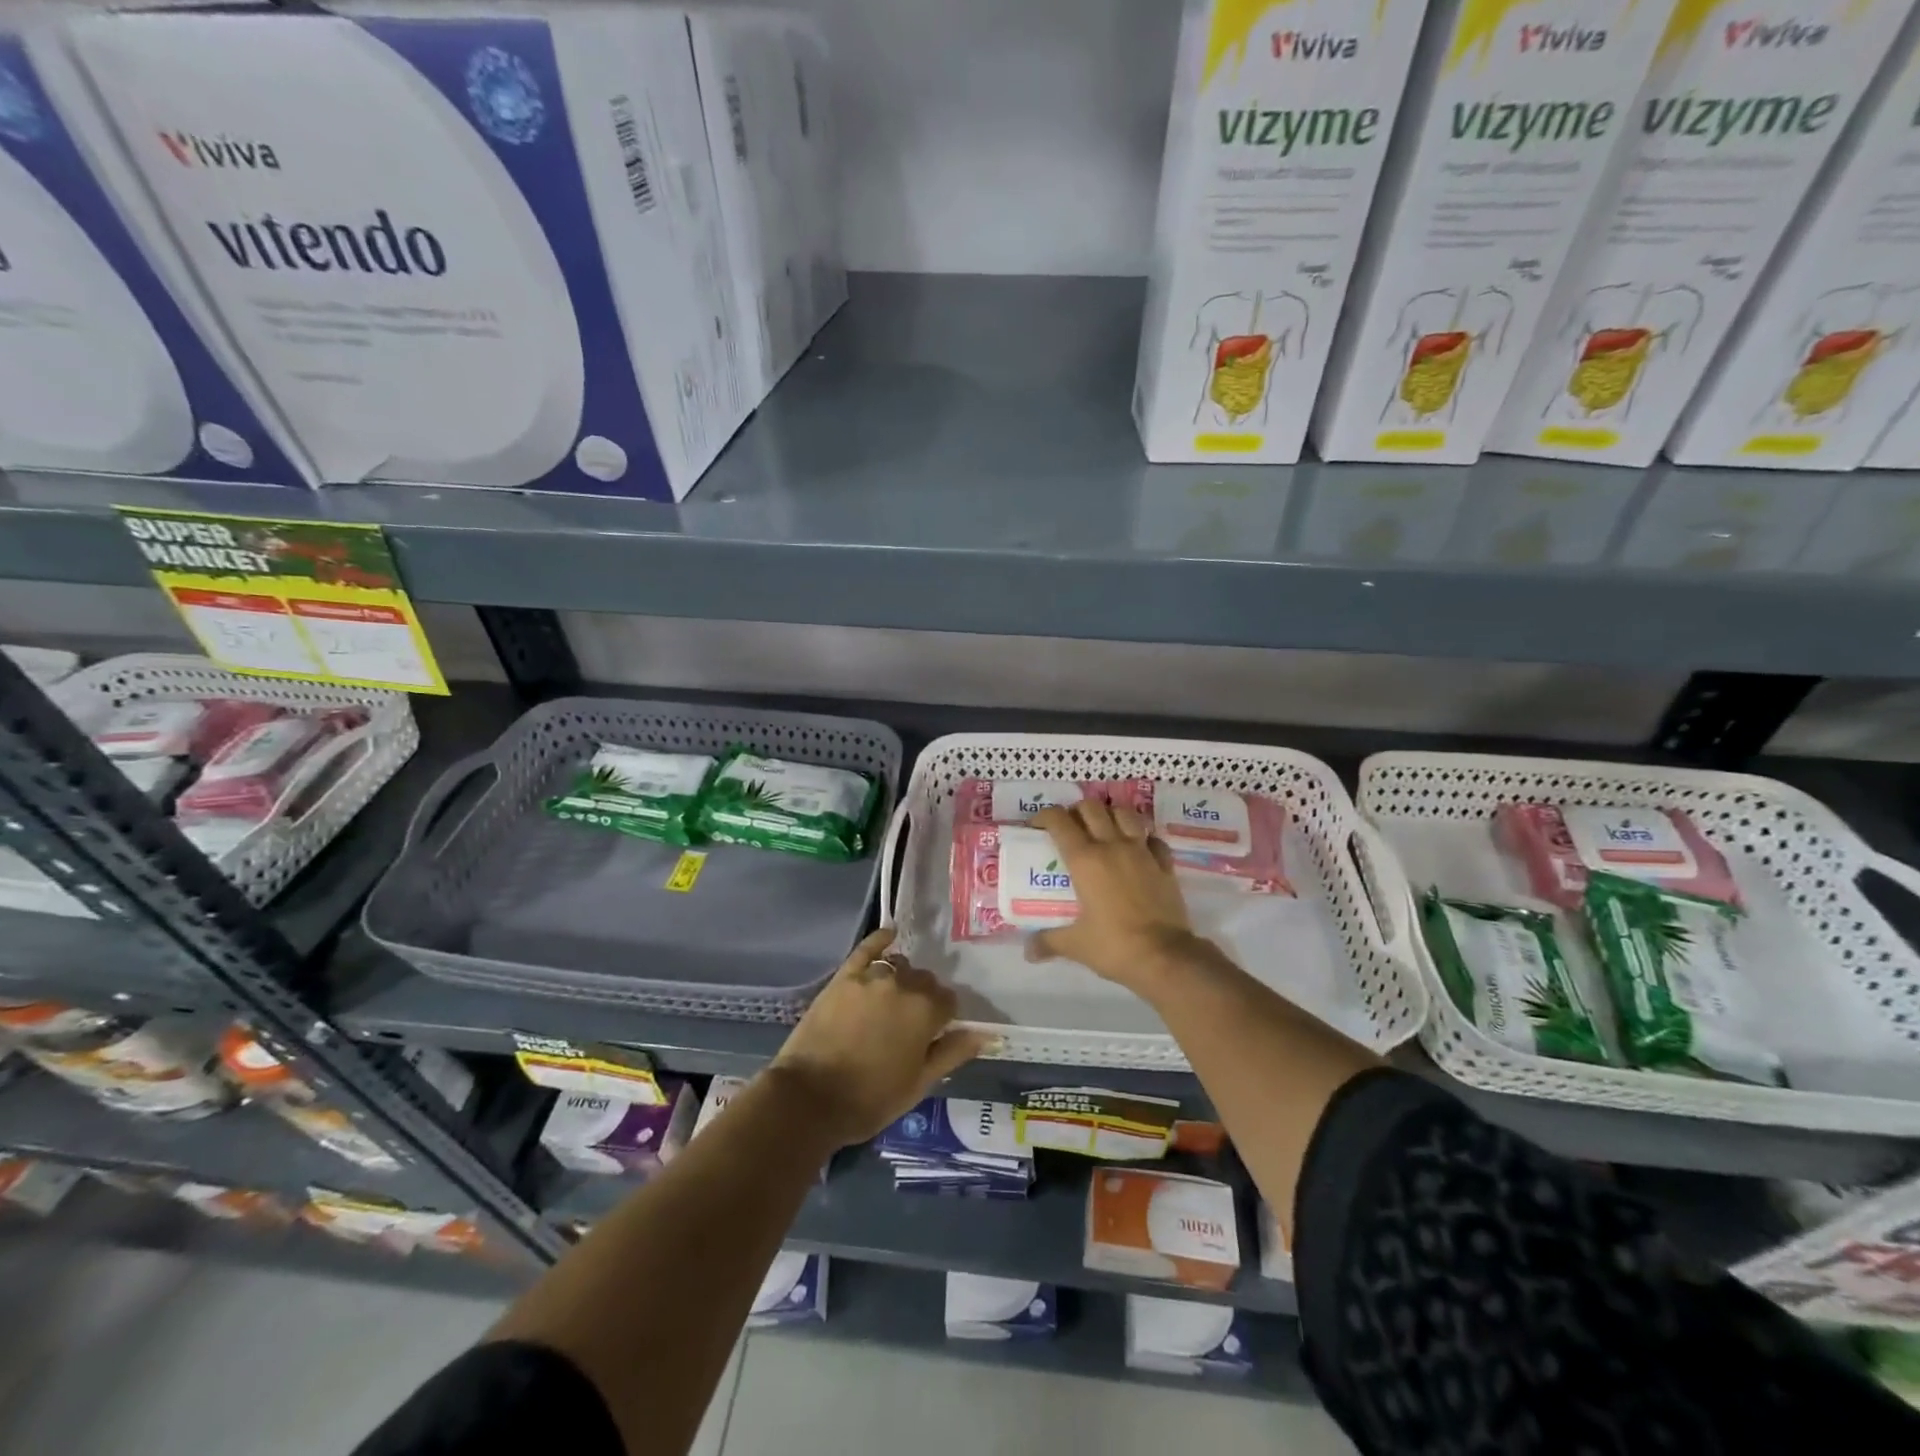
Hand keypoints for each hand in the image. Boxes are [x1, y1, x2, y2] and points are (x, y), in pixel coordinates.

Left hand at [769, 928, 988, 1146]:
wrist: (809, 1098)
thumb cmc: (870, 1099)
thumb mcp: (919, 1084)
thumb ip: (952, 1053)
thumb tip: (985, 1034)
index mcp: (925, 1011)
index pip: (949, 1001)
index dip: (945, 1017)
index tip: (936, 1032)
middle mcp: (902, 985)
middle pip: (924, 981)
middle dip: (924, 997)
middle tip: (912, 1022)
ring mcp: (871, 977)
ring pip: (899, 967)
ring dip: (903, 978)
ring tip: (894, 998)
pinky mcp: (844, 977)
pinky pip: (867, 949)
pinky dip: (880, 939)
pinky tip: (889, 934)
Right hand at [1028, 801, 1205, 997]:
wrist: (1165, 958)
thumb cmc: (1114, 946)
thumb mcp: (1075, 945)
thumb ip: (1048, 942)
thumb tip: (1028, 951)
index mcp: (1085, 860)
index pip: (1059, 821)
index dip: (1044, 816)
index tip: (1037, 826)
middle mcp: (1112, 846)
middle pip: (1091, 808)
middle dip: (1076, 811)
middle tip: (1070, 828)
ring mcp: (1142, 852)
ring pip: (1124, 814)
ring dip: (1110, 815)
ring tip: (1103, 830)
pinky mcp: (1164, 865)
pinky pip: (1153, 839)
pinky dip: (1143, 837)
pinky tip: (1138, 848)